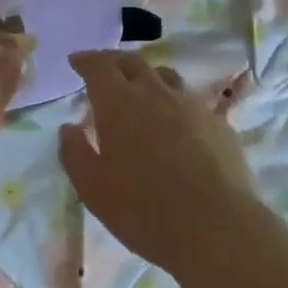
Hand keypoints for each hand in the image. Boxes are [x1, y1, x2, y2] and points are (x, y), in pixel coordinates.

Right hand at [58, 51, 261, 275]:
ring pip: (164, 76)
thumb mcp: (92, 189)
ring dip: (146, 76)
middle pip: (132, 62)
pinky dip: (173, 101)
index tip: (76, 61)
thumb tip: (69, 127)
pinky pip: (189, 100)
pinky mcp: (217, 122)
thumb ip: (75, 152)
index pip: (99, 66)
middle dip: (113, 62)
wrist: (216, 227)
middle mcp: (155, 92)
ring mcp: (190, 104)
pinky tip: (175, 122)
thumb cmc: (144, 210)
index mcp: (119, 103)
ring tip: (139, 90)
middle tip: (103, 70)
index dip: (86, 60)